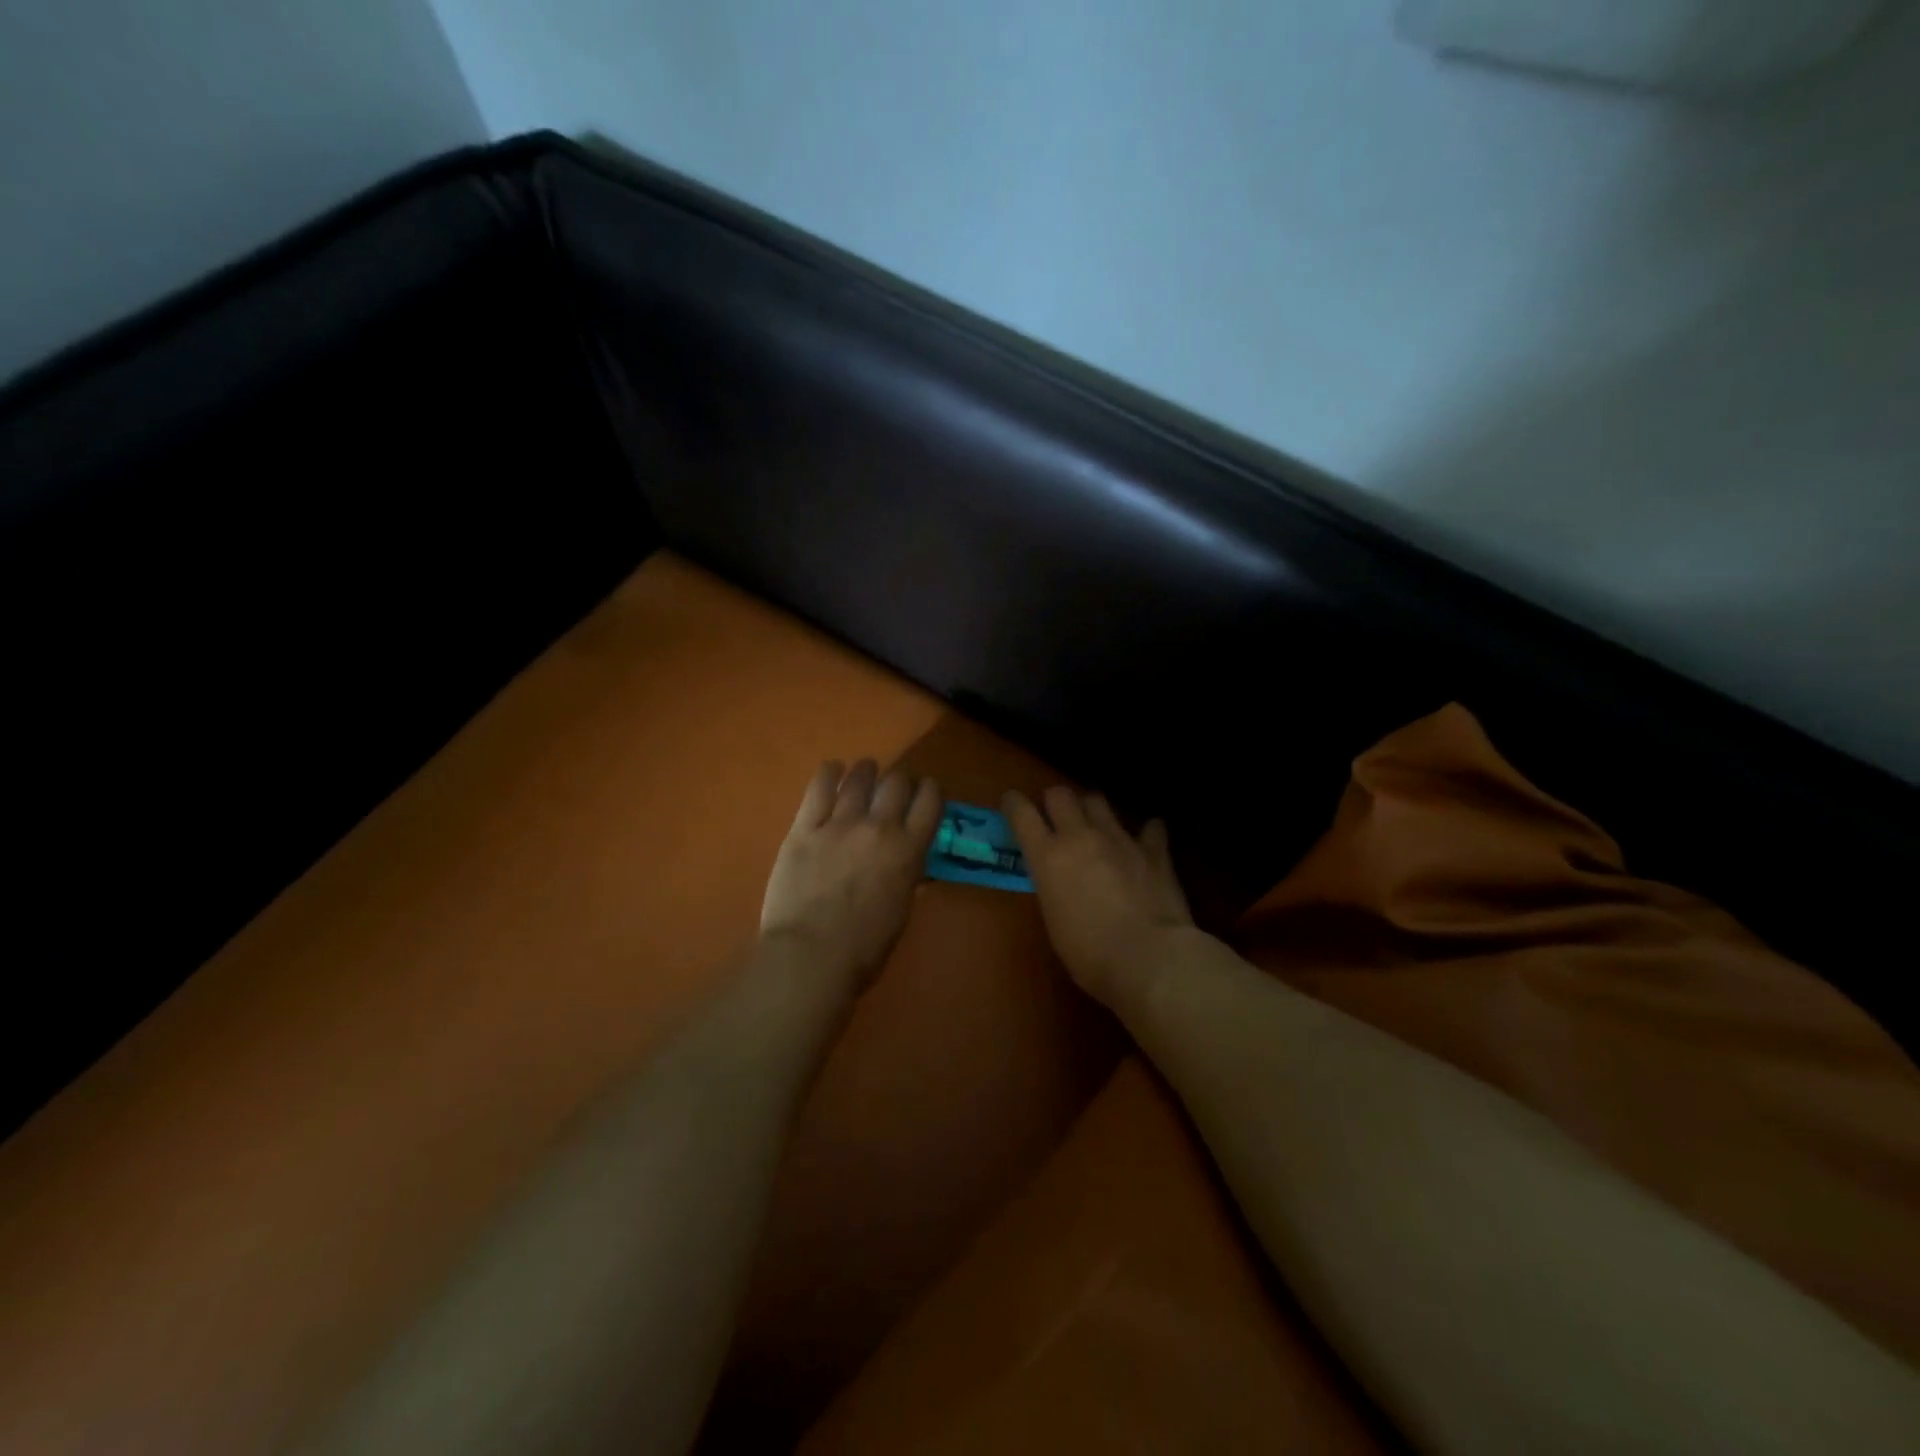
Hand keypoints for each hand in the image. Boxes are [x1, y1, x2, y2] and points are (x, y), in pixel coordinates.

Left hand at [761, 759, 941, 993]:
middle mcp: (878, 828)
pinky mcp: (804, 828)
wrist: (810, 957)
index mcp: (908, 851)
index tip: (926, 791)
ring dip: (866, 771)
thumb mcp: (900, 912)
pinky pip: (818, 788)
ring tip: (865, 770)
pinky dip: (829, 773)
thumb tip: (911, 863)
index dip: (930, 790)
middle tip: (894, 787)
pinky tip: (832, 769)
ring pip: (859, 779)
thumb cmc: (864, 950)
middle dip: (900, 780)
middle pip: (896, 782)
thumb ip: (907, 879)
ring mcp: (839, 824)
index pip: (930, 801)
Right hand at [1003, 787, 1193, 1007]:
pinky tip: (1147, 839)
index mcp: (1048, 856)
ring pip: (1099, 801)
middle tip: (1056, 815)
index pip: (1022, 813)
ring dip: (1092, 810)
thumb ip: (1054, 888)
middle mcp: (1081, 837)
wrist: (1148, 957)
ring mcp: (1120, 839)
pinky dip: (1147, 832)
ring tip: (1095, 823)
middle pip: (1061, 795)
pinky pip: (1151, 829)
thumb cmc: (1089, 954)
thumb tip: (1060, 883)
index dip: (1014, 803)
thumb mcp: (1054, 920)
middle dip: (1055, 800)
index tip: (1012, 802)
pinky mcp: (1154, 851)